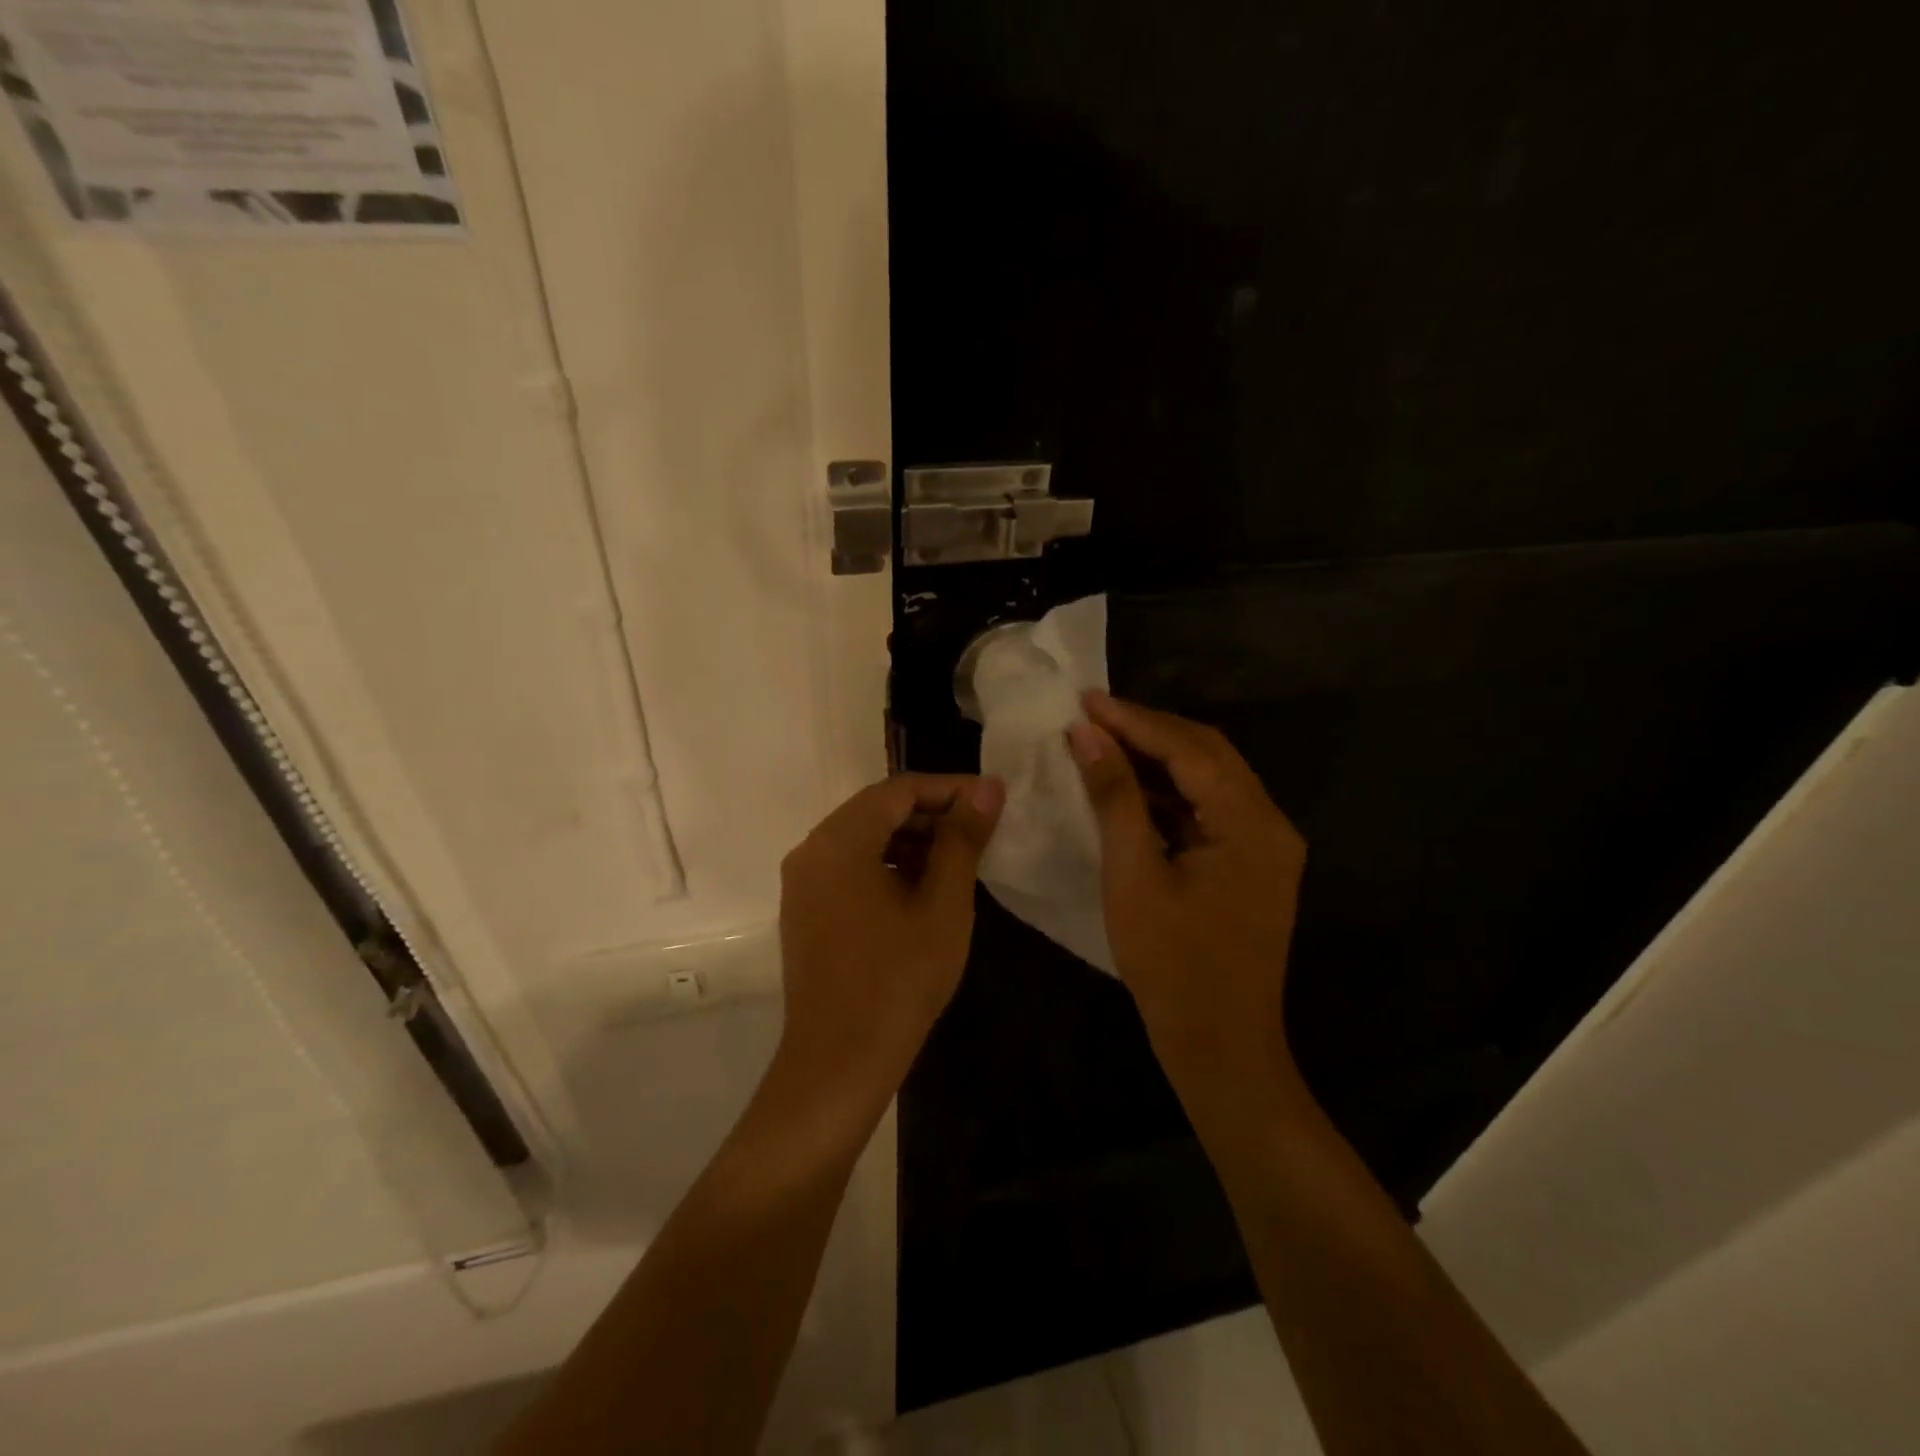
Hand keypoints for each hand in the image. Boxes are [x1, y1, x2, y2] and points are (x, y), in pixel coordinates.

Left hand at [775, 774, 1005, 1116]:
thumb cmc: (898, 980)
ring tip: (959, 861)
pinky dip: (888, 866)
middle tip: (981, 831)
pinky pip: (850, 868)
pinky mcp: (805, 911)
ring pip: (864, 839)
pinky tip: (923, 890)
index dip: (950, 789)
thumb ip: (963, 839)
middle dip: (931, 814)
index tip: (993, 800)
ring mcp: (803, 883)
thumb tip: (988, 788)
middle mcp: (811, 851)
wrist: (839, 1063)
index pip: (899, 789)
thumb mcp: (943, 905)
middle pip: (877, 810)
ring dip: (911, 841)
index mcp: (839, 841)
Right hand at [1067, 691, 1306, 1089]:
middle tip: (1091, 714)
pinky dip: (1169, 792)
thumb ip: (1115, 798)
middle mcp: (1270, 824)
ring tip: (1103, 739)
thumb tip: (1088, 735)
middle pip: (1207, 754)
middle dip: (1148, 730)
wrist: (1220, 1047)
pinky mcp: (1250, 864)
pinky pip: (1207, 809)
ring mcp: (1264, 845)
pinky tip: (1129, 786)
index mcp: (1251, 824)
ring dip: (1158, 758)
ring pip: (1208, 778)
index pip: (1189, 749)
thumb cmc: (1172, 965)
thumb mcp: (1133, 876)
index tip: (1085, 699)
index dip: (1134, 720)